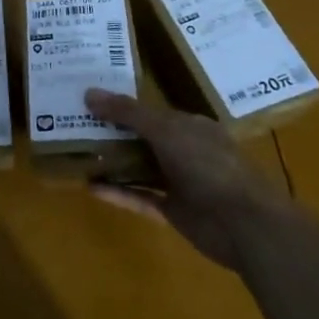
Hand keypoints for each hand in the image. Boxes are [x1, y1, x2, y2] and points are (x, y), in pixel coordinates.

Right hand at [83, 88, 293, 269]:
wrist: (245, 225)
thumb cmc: (209, 166)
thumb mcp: (166, 130)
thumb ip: (127, 112)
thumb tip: (88, 93)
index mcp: (190, 127)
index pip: (151, 112)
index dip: (121, 106)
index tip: (89, 101)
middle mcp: (185, 152)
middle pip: (143, 139)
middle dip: (113, 133)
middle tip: (74, 125)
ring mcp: (180, 183)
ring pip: (140, 168)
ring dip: (113, 163)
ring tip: (77, 154)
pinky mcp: (174, 211)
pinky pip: (140, 197)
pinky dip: (117, 192)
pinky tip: (90, 186)